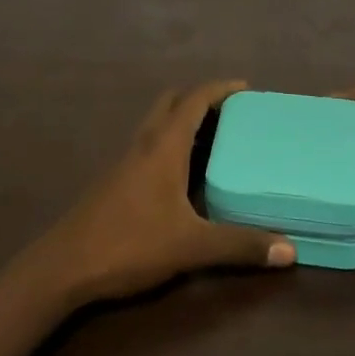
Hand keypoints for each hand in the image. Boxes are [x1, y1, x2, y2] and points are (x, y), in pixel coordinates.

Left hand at [33, 80, 295, 303]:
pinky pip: (149, 147)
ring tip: (215, 139)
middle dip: (200, 99)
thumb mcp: (191, 246)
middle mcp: (143, 145)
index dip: (219, 89)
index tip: (246, 88)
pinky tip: (184, 175)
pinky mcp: (115, 182)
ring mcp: (125, 162)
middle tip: (231, 112)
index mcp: (163, 147)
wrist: (64, 266)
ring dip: (183, 121)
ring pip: (157, 124)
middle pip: (171, 103)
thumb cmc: (129, 244)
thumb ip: (239, 245)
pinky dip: (170, 144)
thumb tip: (290, 250)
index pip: (193, 101)